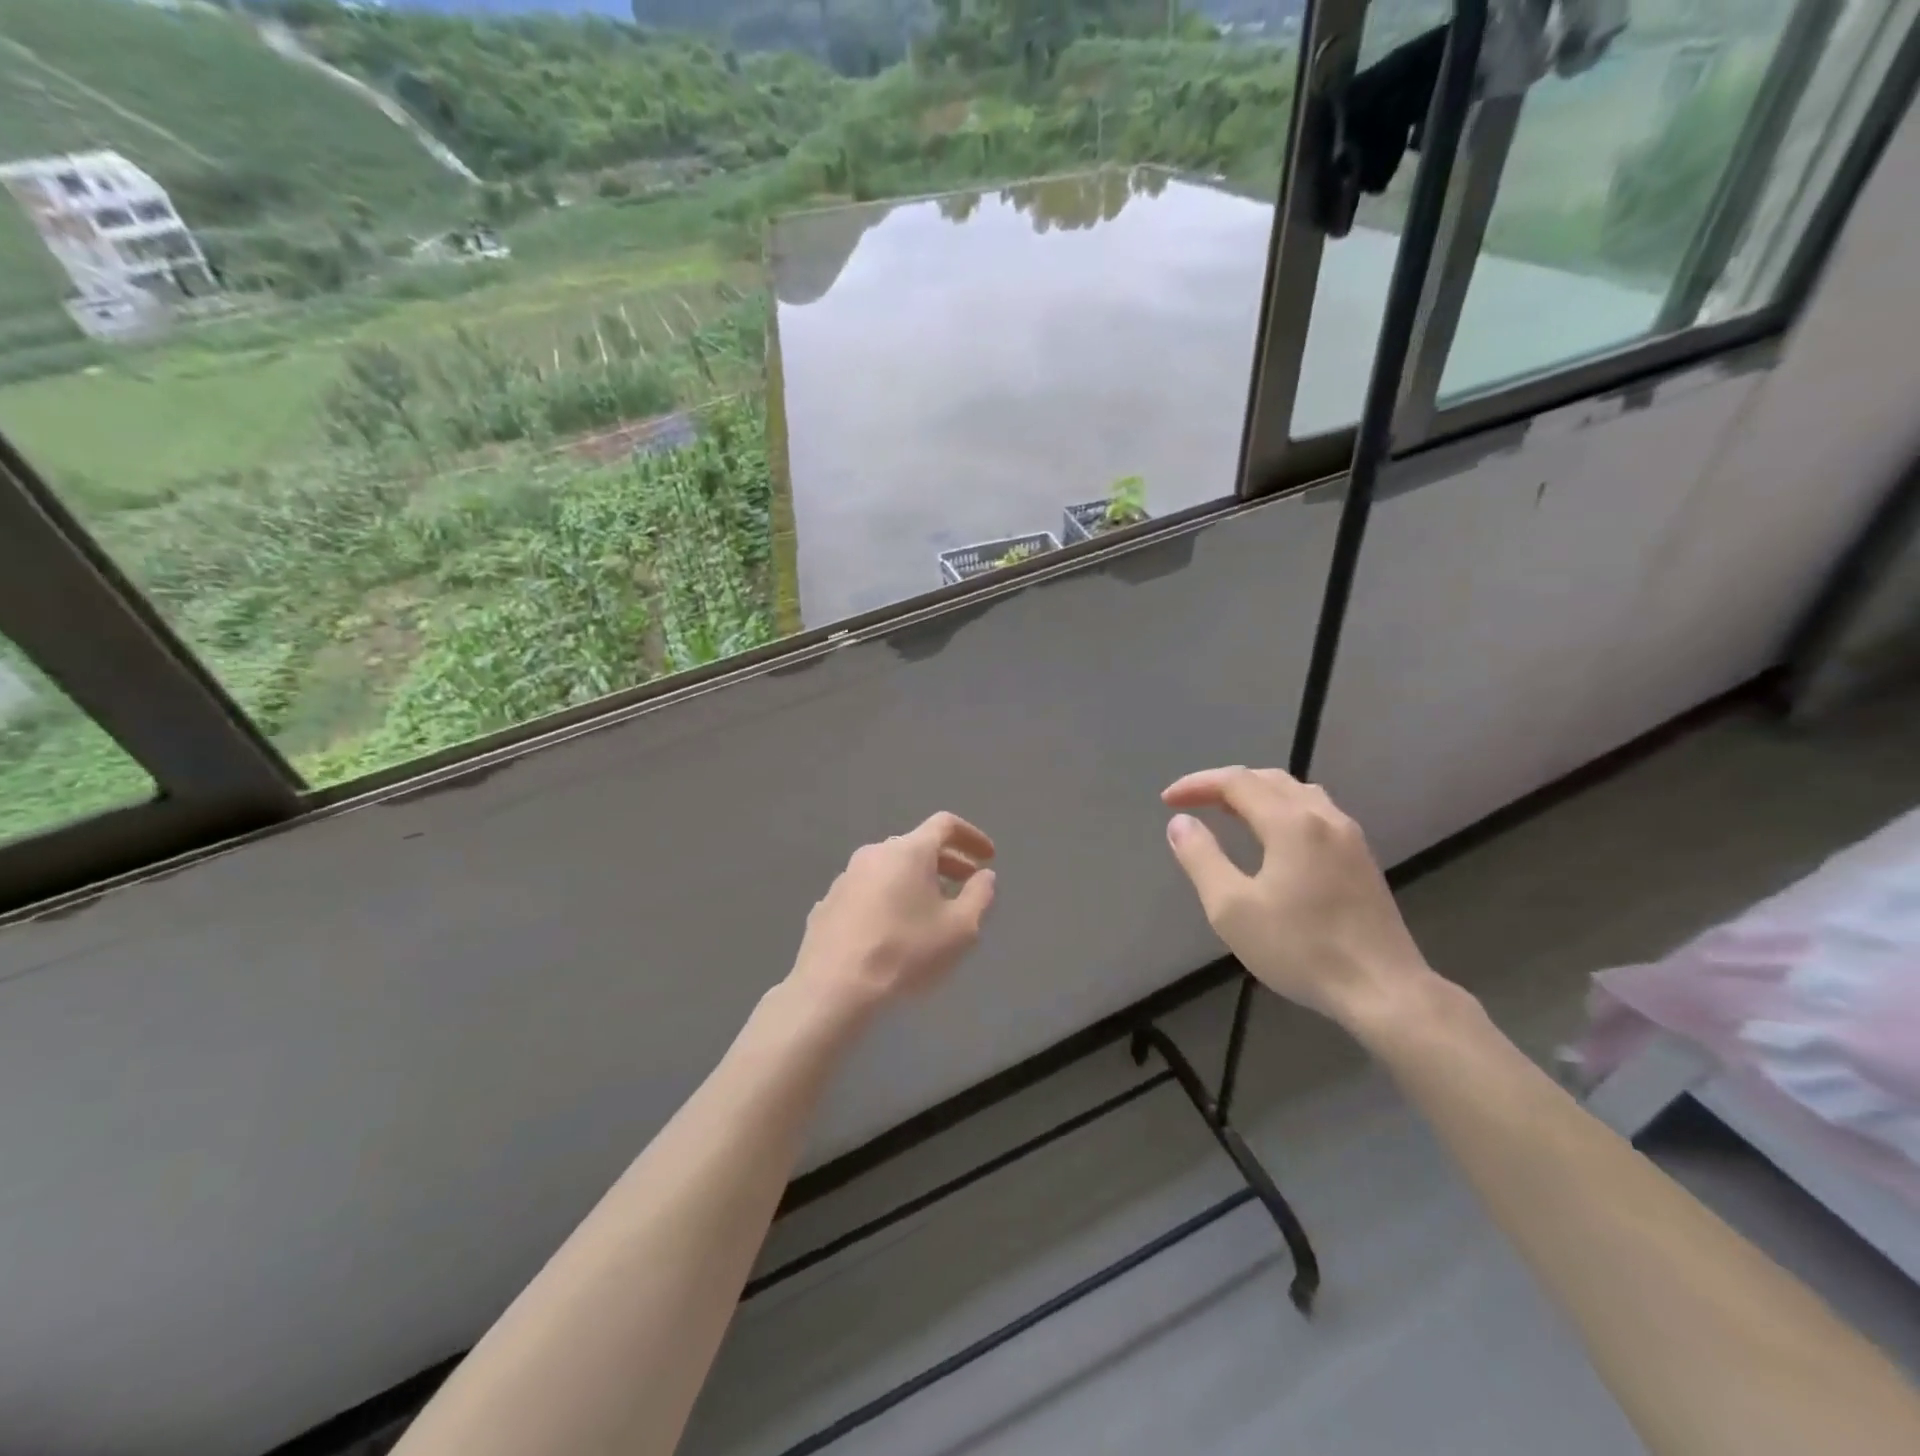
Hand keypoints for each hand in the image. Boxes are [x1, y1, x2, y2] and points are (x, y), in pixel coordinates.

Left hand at [787, 812, 996, 1022]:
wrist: (833, 987)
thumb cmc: (905, 952)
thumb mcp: (960, 929)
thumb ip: (979, 896)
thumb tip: (984, 876)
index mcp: (908, 851)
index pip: (945, 824)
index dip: (971, 836)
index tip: (988, 857)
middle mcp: (874, 853)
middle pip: (916, 845)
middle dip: (946, 861)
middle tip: (966, 883)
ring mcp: (845, 878)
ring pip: (889, 868)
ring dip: (915, 881)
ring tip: (931, 910)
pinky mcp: (827, 904)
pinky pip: (867, 891)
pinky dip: (887, 899)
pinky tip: (892, 930)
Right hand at [1162, 767, 1435, 1028]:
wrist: (1384, 990)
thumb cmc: (1300, 948)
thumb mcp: (1231, 908)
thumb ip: (1201, 858)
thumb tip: (1180, 824)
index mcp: (1291, 822)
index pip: (1236, 781)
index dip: (1197, 784)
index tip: (1168, 802)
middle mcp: (1323, 817)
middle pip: (1268, 779)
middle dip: (1224, 784)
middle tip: (1193, 802)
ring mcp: (1349, 837)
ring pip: (1296, 793)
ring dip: (1256, 793)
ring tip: (1228, 812)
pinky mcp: (1361, 859)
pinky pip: (1314, 812)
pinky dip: (1281, 809)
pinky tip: (1273, 837)